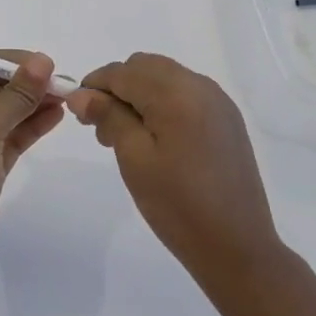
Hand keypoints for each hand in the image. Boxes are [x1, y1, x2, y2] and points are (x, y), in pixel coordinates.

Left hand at [0, 52, 63, 292]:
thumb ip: (15, 95)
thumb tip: (41, 61)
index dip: (8, 62)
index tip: (43, 62)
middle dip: (24, 83)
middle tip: (62, 81)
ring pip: (4, 116)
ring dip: (32, 104)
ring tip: (66, 96)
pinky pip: (11, 140)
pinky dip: (31, 127)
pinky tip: (56, 116)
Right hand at [66, 54, 281, 291]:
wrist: (238, 248)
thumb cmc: (178, 206)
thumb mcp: (134, 159)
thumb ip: (108, 117)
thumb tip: (80, 94)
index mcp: (175, 93)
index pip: (122, 72)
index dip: (94, 86)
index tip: (78, 112)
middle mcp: (199, 85)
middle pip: (144, 66)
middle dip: (118, 87)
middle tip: (102, 127)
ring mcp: (217, 101)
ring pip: (165, 76)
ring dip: (139, 93)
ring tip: (126, 136)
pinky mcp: (227, 118)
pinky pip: (186, 92)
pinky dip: (163, 102)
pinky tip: (157, 137)